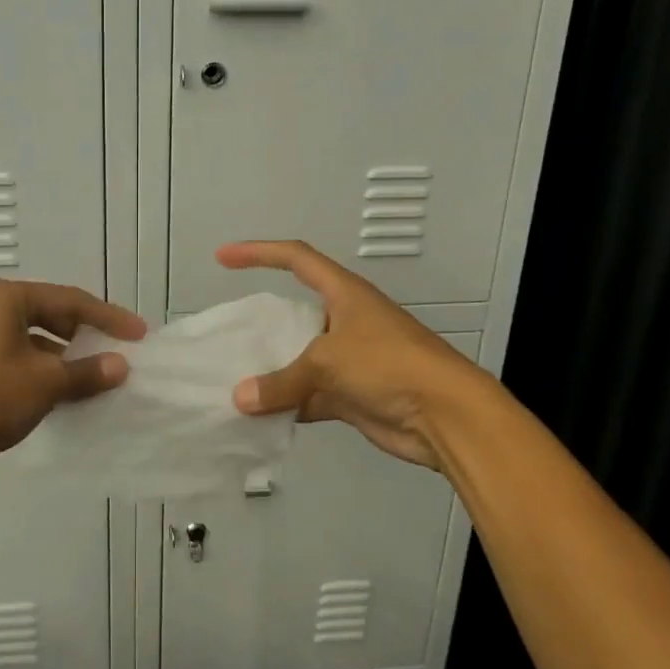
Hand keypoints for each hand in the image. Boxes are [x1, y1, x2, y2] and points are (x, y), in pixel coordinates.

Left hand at [0, 278, 145, 488]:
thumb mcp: (45, 383)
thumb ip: (87, 372)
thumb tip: (121, 366)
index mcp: (8, 298)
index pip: (71, 301)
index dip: (109, 318)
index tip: (140, 334)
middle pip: (54, 317)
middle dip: (88, 336)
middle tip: (120, 353)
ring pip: (39, 343)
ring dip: (69, 360)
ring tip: (100, 378)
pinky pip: (23, 362)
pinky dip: (47, 375)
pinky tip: (68, 395)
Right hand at [221, 240, 493, 468]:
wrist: (446, 416)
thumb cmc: (389, 365)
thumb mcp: (327, 362)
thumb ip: (281, 381)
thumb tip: (240, 399)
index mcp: (344, 293)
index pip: (295, 259)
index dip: (258, 253)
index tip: (223, 257)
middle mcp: (345, 320)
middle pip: (295, 313)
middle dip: (263, 324)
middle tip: (228, 336)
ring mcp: (350, 359)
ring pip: (300, 359)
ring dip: (274, 372)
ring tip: (235, 379)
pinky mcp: (353, 395)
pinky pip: (310, 395)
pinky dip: (288, 405)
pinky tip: (260, 416)